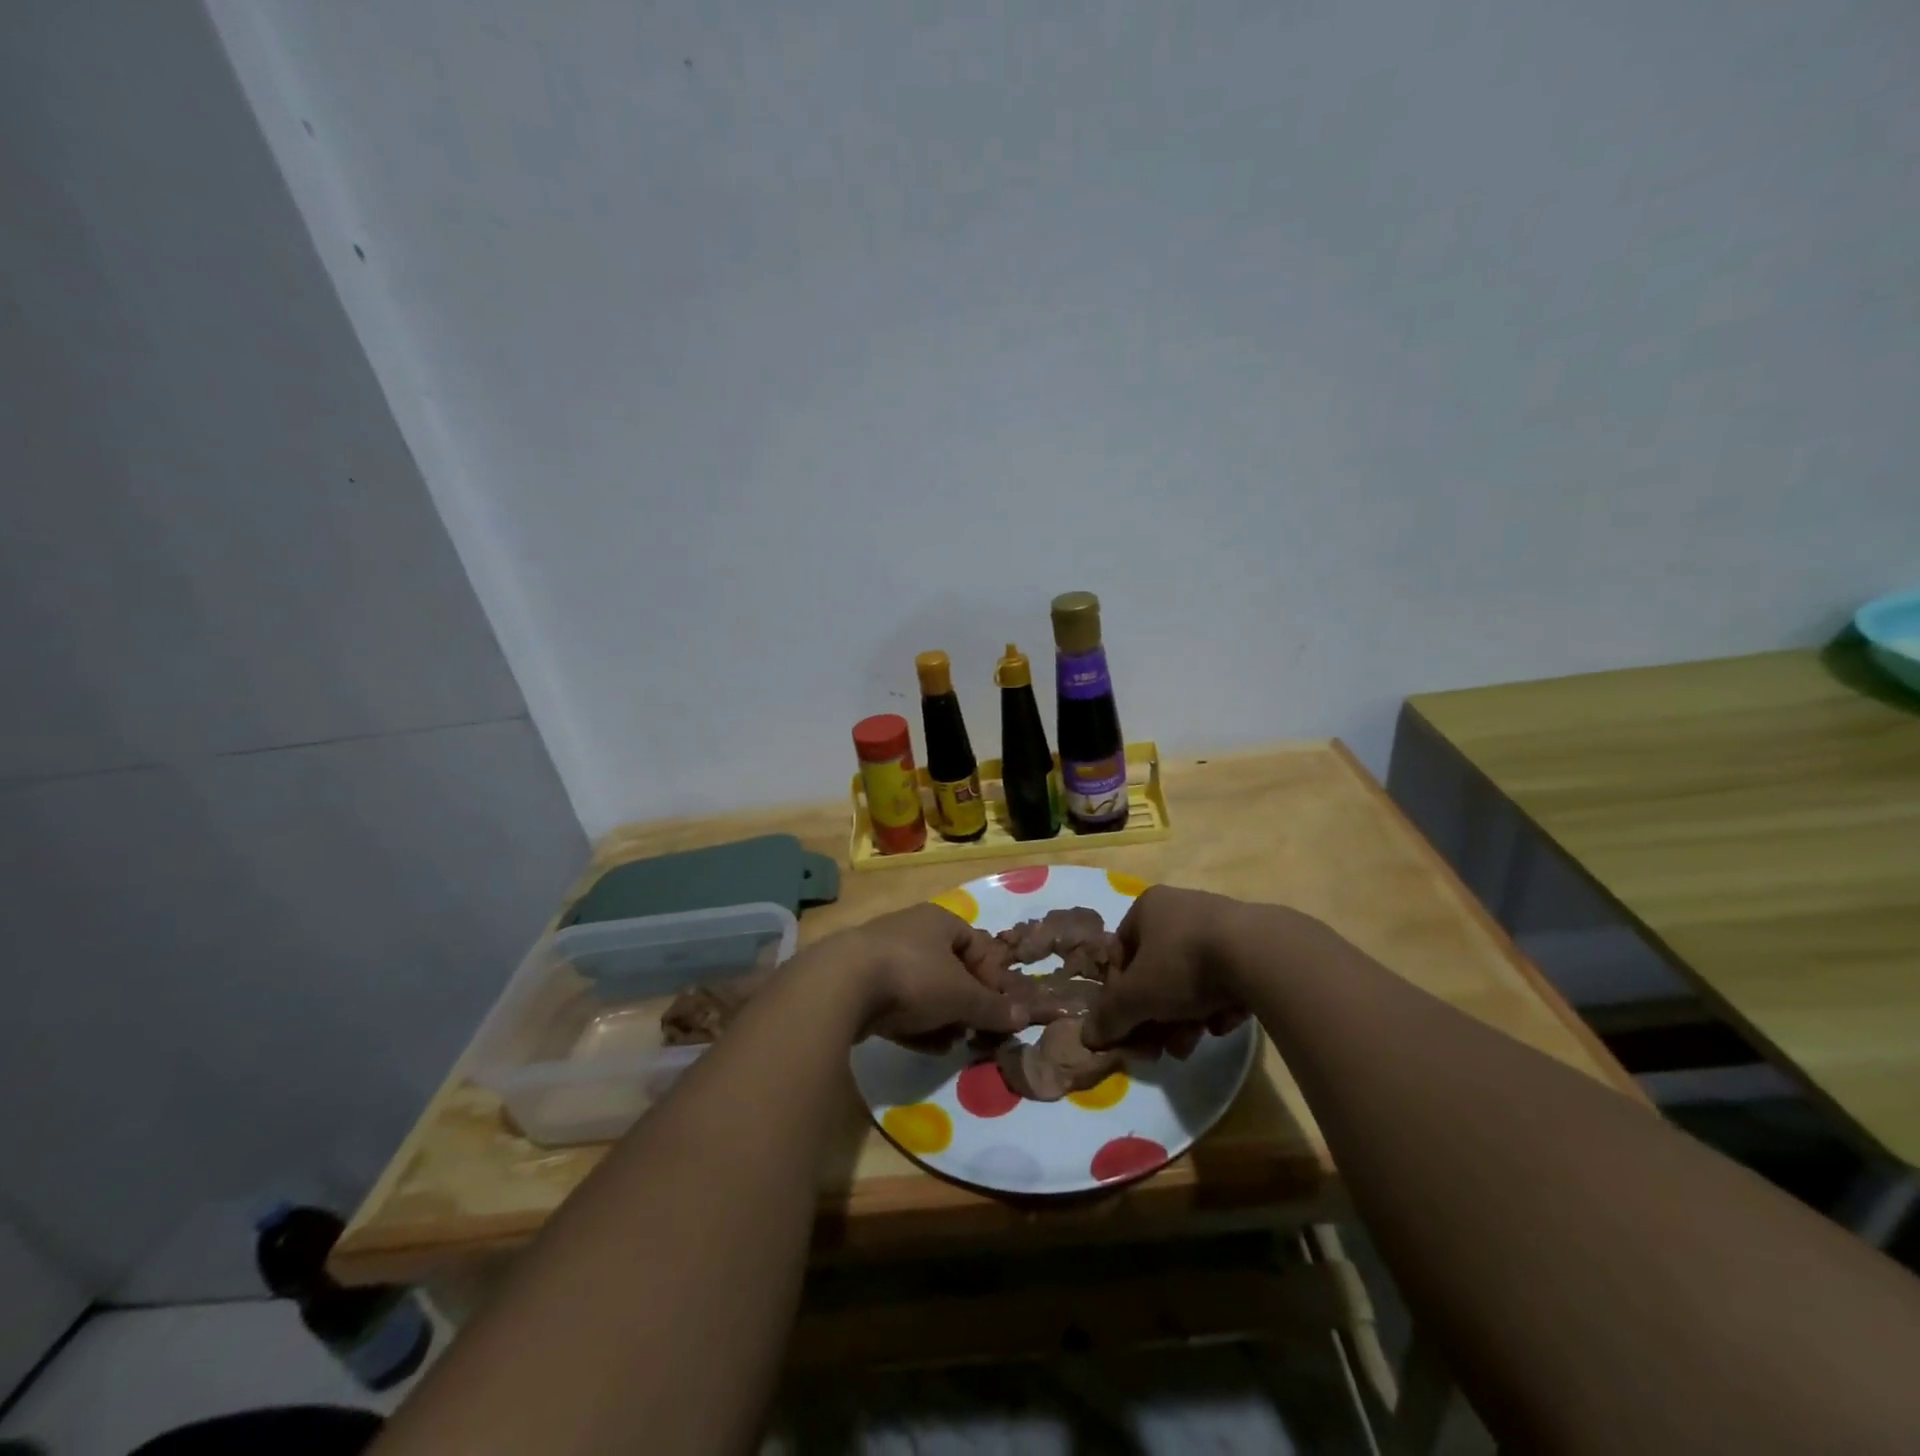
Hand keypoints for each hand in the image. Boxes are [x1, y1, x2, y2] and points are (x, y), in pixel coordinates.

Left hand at [833, 903, 1031, 1049]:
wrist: (841, 984)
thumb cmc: (913, 976)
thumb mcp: (962, 995)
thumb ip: (993, 1007)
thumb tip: (1025, 1016)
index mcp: (940, 921)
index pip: (979, 945)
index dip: (994, 978)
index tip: (1000, 1010)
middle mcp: (913, 932)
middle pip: (951, 970)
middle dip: (966, 1003)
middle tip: (976, 1031)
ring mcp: (883, 957)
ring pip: (925, 990)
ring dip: (942, 1018)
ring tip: (953, 1044)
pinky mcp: (861, 984)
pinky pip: (898, 1005)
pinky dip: (915, 1025)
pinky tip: (926, 1048)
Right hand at [1084, 885, 1254, 1057]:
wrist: (1260, 955)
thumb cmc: (1183, 964)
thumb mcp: (1136, 996)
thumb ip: (1110, 1016)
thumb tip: (1088, 1036)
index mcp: (1147, 907)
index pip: (1120, 951)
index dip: (1118, 991)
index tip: (1127, 1023)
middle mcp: (1181, 908)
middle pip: (1156, 971)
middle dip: (1155, 1014)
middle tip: (1159, 1046)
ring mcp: (1219, 925)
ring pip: (1191, 980)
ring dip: (1184, 1017)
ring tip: (1190, 1045)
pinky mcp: (1253, 946)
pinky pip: (1225, 980)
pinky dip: (1219, 1005)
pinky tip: (1224, 1023)